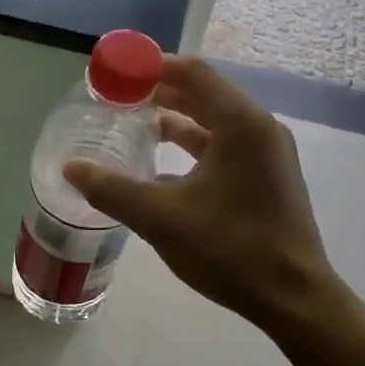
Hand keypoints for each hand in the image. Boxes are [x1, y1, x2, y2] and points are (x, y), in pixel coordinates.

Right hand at [64, 57, 333, 329]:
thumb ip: (112, 190)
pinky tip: (162, 163)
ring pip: (215, 121)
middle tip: (117, 96)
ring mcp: (267, 154)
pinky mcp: (267, 177)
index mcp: (240, 125)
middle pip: (204, 93)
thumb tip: (71, 168)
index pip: (193, 73)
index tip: (116, 71)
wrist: (293, 298)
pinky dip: (193, 144)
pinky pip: (224, 145)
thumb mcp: (162, 218)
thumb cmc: (231, 249)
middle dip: (160, 91)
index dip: (151, 67)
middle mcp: (258, 129)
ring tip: (134, 122)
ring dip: (176, 118)